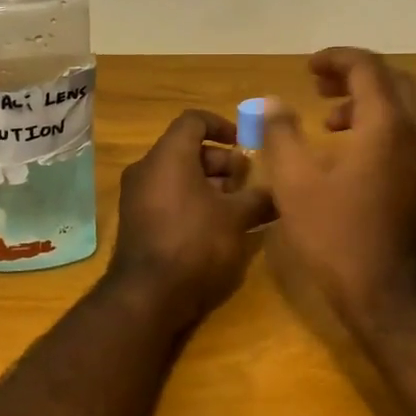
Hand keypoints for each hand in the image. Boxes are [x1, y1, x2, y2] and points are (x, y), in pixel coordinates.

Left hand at [106, 109, 274, 327]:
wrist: (148, 295)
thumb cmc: (195, 243)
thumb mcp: (236, 218)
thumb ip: (258, 198)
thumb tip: (279, 192)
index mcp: (169, 155)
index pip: (194, 120)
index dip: (222, 125)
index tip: (245, 144)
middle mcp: (147, 168)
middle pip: (187, 149)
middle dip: (221, 161)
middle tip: (246, 181)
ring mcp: (136, 195)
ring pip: (177, 174)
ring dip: (208, 183)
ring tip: (237, 206)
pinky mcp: (136, 220)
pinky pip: (166, 195)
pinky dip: (191, 200)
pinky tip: (216, 225)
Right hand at [263, 48, 415, 330]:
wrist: (393, 298)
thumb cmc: (338, 237)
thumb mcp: (295, 183)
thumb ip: (280, 134)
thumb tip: (269, 102)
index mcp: (388, 124)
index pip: (368, 68)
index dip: (336, 59)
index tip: (308, 67)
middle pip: (393, 81)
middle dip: (355, 75)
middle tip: (319, 84)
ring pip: (404, 107)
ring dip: (368, 101)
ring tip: (328, 119)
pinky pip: (409, 132)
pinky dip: (381, 124)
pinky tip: (349, 152)